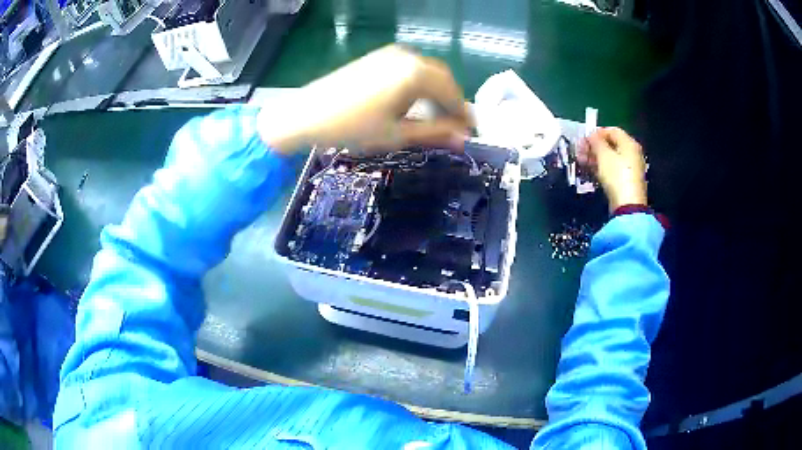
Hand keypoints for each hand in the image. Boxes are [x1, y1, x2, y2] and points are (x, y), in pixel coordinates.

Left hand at [257, 45, 472, 154]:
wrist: (306, 114)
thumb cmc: (352, 127)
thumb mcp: (397, 134)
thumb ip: (435, 133)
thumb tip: (463, 138)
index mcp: (416, 73)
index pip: (452, 92)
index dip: (463, 113)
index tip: (469, 131)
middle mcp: (408, 57)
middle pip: (442, 79)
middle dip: (450, 102)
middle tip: (453, 127)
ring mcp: (391, 54)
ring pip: (426, 73)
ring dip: (435, 94)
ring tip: (434, 119)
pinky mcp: (378, 57)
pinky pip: (409, 69)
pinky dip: (418, 85)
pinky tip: (412, 103)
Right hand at [578, 127, 646, 211]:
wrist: (627, 205)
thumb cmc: (616, 175)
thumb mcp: (603, 155)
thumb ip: (596, 142)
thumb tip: (592, 135)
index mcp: (629, 143)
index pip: (612, 131)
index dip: (597, 132)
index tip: (584, 139)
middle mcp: (632, 153)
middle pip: (611, 145)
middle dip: (594, 147)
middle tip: (580, 150)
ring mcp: (630, 168)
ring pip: (611, 158)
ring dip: (595, 157)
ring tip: (581, 161)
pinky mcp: (626, 181)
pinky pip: (613, 169)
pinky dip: (602, 168)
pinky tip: (590, 170)